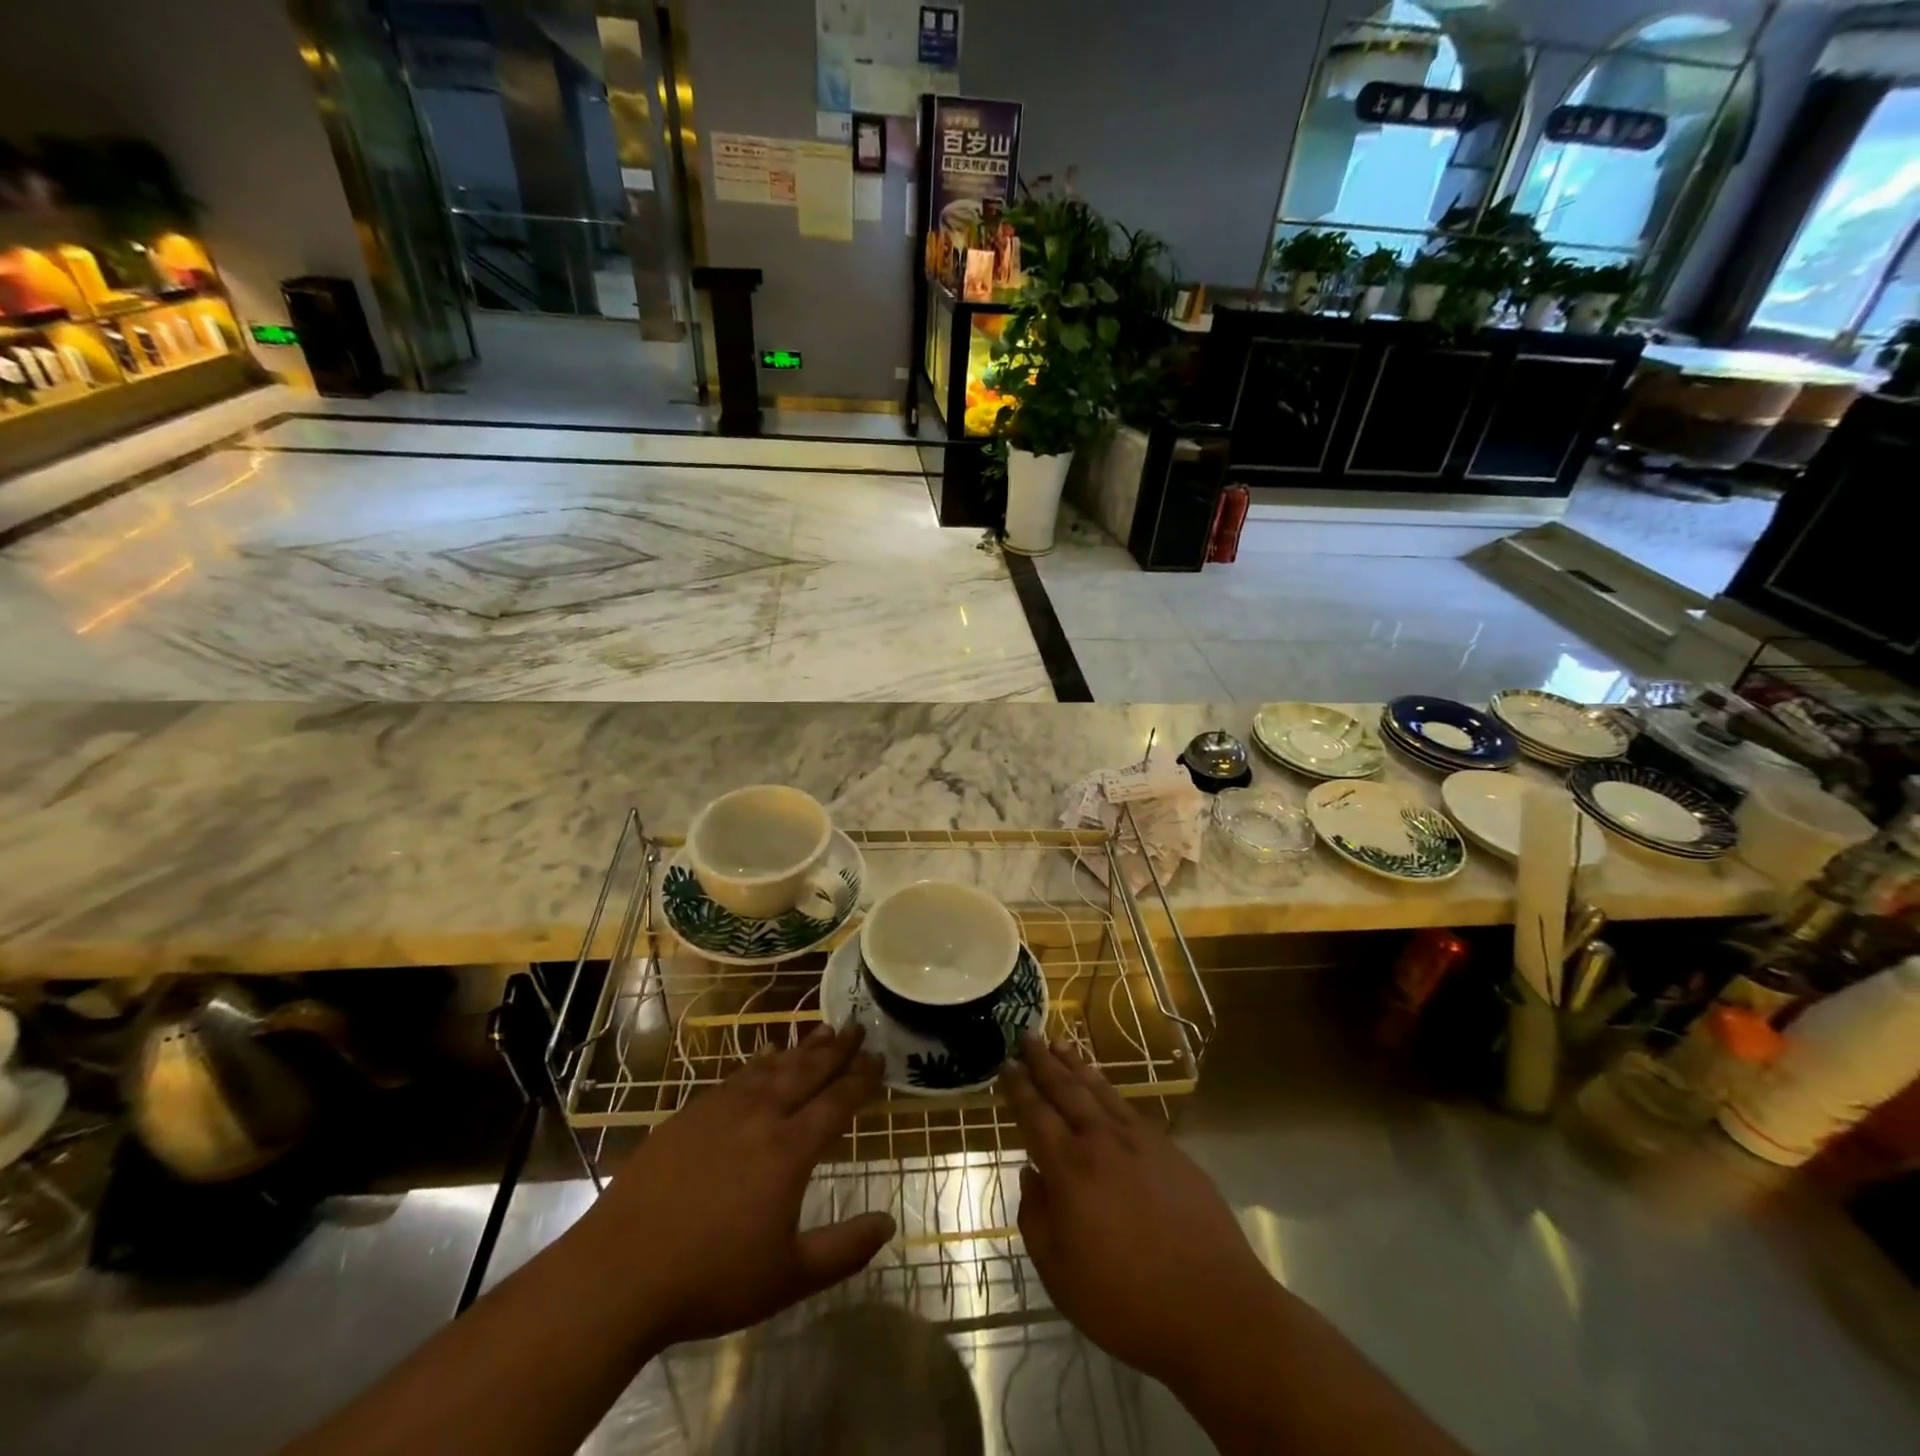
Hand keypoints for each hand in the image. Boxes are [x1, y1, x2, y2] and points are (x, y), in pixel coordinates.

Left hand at [589, 1021, 894, 1348]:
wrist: (620, 1272)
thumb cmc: (711, 1279)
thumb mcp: (788, 1277)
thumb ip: (844, 1250)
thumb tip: (889, 1224)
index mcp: (789, 1150)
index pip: (837, 1102)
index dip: (861, 1080)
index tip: (879, 1059)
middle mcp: (761, 1116)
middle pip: (807, 1071)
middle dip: (837, 1049)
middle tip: (857, 1026)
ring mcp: (721, 1110)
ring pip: (772, 1067)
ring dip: (801, 1048)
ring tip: (822, 1031)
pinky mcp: (689, 1113)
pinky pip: (738, 1076)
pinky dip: (761, 1061)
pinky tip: (766, 1058)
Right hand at [1004, 1036, 1278, 1388]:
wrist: (1215, 1309)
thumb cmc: (1128, 1301)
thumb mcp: (1060, 1274)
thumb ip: (1036, 1219)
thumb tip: (1030, 1175)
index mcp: (1070, 1169)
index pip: (1035, 1115)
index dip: (1018, 1088)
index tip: (1006, 1063)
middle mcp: (1102, 1142)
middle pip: (1066, 1090)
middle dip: (1043, 1062)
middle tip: (1027, 1035)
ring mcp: (1140, 1141)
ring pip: (1099, 1090)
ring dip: (1076, 1065)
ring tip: (1060, 1043)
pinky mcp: (1169, 1150)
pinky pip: (1127, 1106)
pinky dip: (1108, 1088)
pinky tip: (1103, 1086)